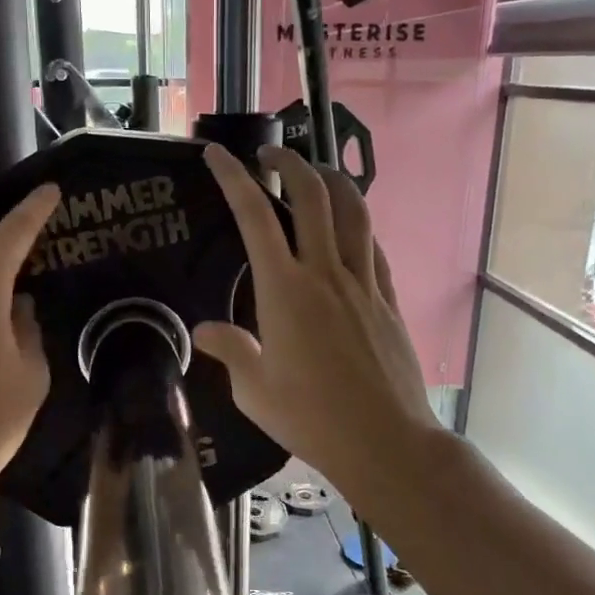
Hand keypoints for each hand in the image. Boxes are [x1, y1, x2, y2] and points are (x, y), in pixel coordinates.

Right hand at [197, 144, 440, 498]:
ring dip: (331, 181)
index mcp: (284, 291)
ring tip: (314, 174)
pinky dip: (357, 226)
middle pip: (312, 195)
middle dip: (289, 162)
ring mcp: (364, 283)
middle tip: (269, 156)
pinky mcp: (390, 299)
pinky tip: (349, 232)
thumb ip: (230, 351)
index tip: (217, 154)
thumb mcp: (254, 391)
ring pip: (353, 211)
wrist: (384, 440)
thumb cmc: (311, 418)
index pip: (254, 216)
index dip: (233, 178)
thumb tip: (204, 330)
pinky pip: (374, 247)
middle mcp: (326, 273)